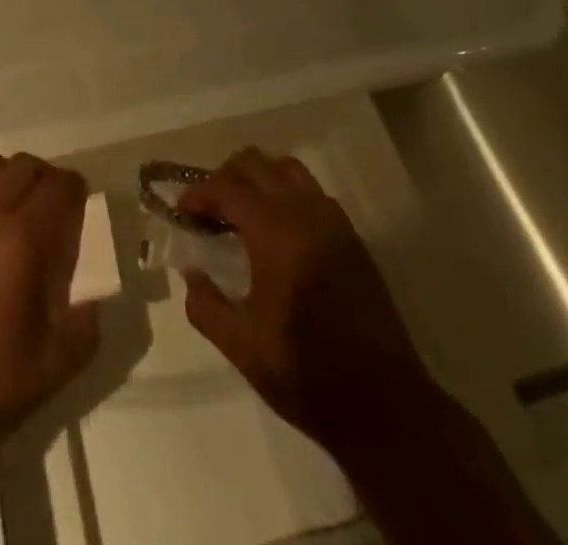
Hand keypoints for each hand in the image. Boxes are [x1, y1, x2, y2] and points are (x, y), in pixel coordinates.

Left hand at [0, 152, 98, 450]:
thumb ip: (85, 322)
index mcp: (22, 240)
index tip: (78, 206)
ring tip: (8, 211)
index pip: (59, 185)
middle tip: (47, 209)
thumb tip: (94, 299)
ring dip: (6, 178)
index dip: (75, 190)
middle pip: (24, 165)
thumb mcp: (55, 364)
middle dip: (44, 180)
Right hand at [178, 148, 443, 459]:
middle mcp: (304, 211)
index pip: (226, 187)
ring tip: (243, 215)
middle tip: (209, 212)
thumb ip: (206, 305)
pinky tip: (278, 233)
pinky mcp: (351, 236)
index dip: (198, 193)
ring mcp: (332, 220)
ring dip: (258, 179)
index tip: (182, 213)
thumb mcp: (243, 347)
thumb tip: (192, 273)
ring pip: (286, 168)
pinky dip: (286, 194)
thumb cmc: (307, 374)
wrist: (386, 405)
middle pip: (255, 163)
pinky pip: (311, 191)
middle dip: (224, 179)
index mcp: (275, 232)